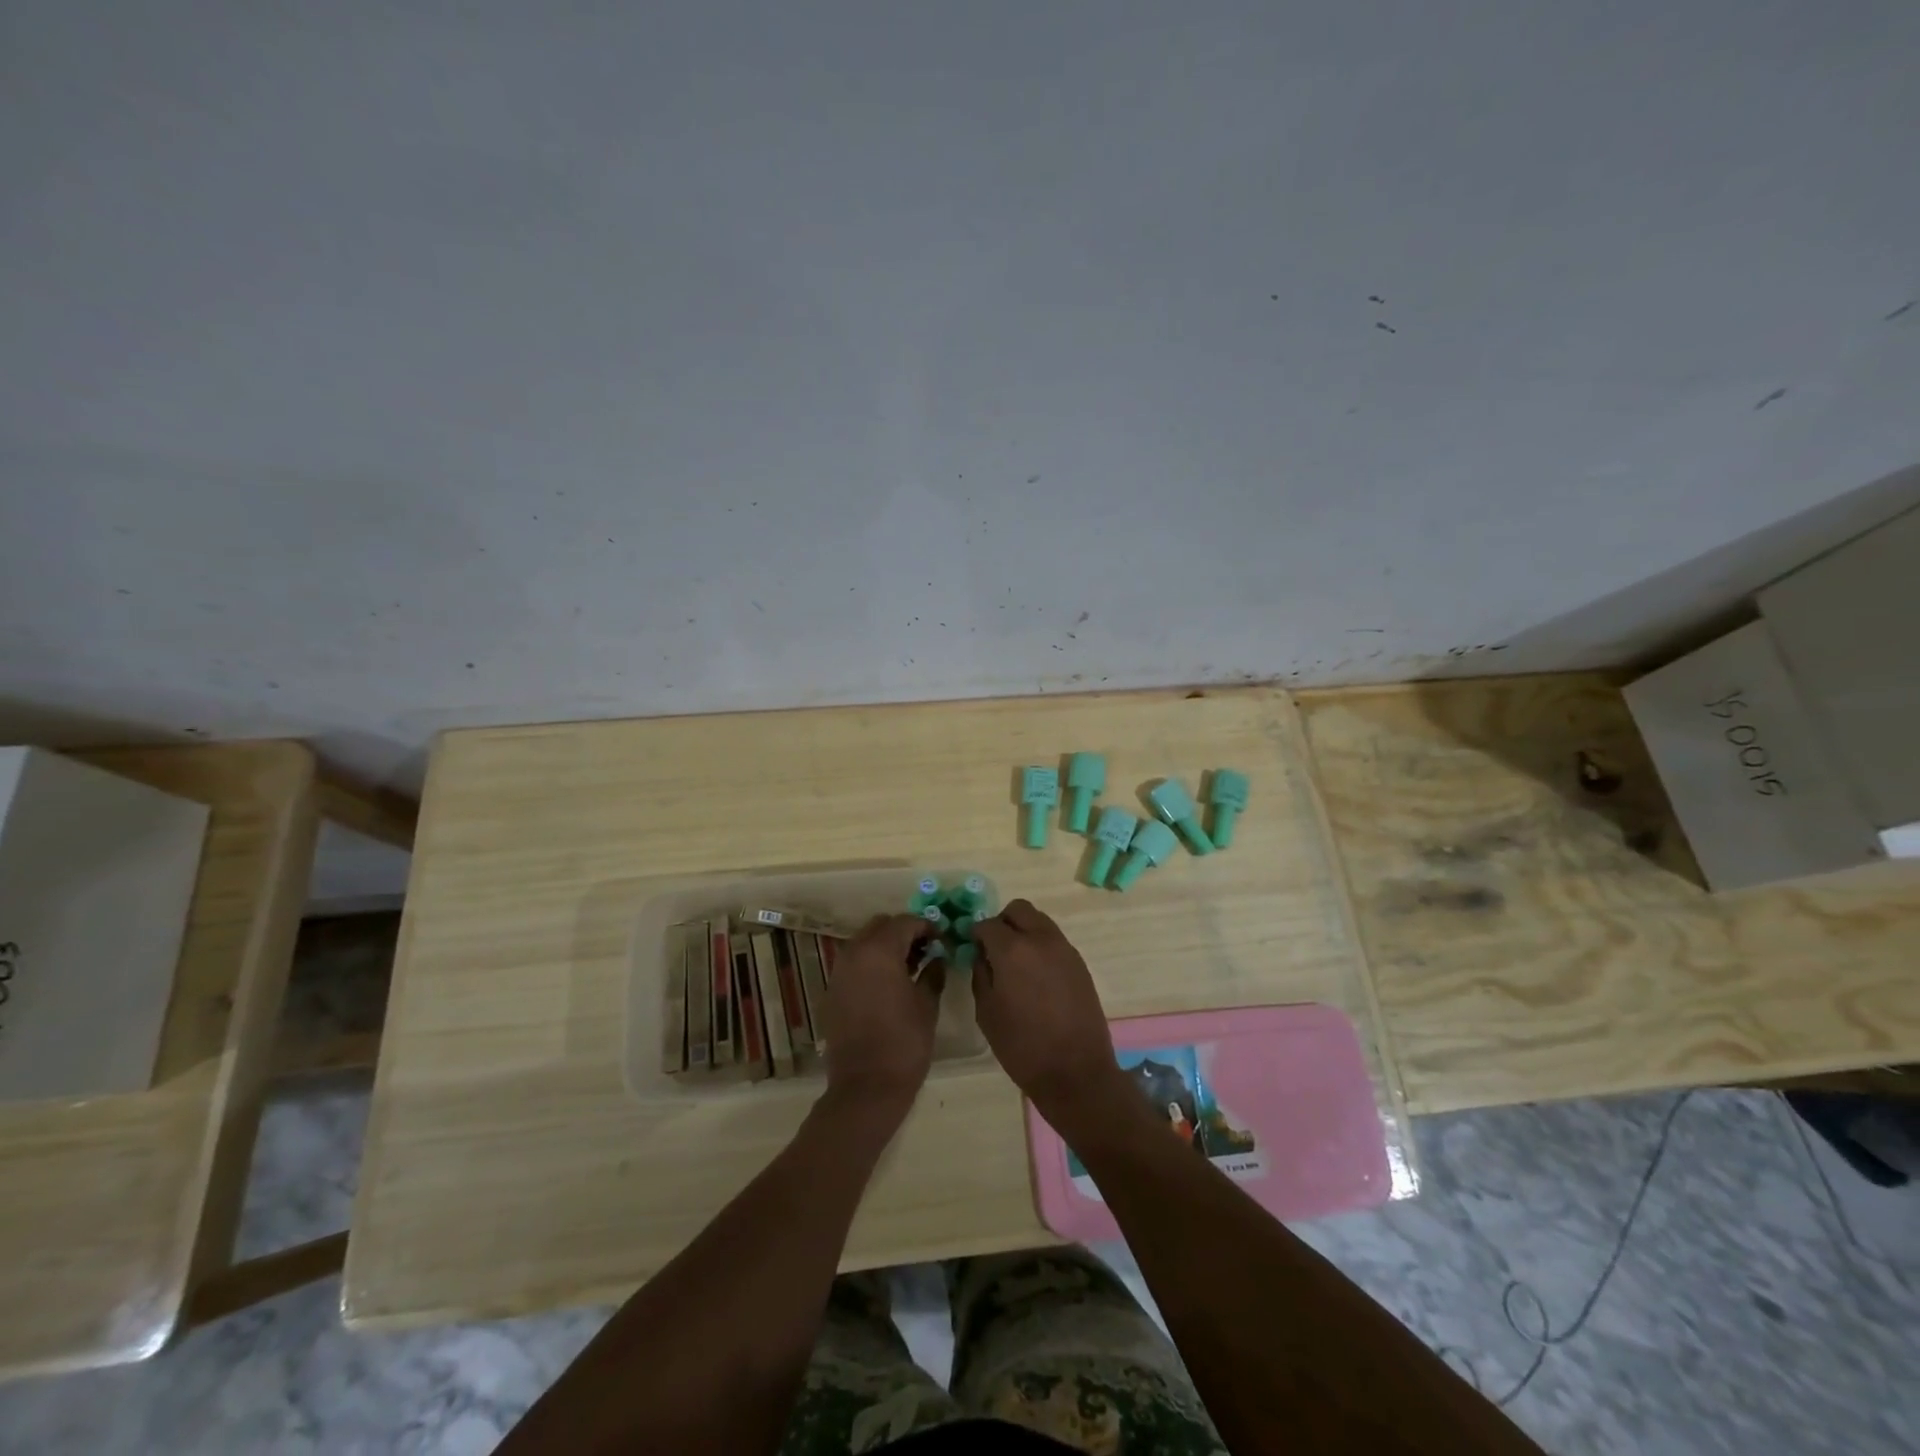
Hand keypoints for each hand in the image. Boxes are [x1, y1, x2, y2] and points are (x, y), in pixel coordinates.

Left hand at [820, 914, 943, 1114]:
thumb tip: (938, 958)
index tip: (942, 940)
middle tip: (925, 950)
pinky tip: (888, 986)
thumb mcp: (927, 1005)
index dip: (927, 927)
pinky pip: (853, 965)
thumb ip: (933, 973)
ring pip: (864, 944)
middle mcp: (854, 954)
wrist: (866, 1087)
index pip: (905, 922)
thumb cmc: (904, 1042)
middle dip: (903, 932)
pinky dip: (871, 965)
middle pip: (880, 926)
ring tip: (909, 968)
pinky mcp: (832, 992)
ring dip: (885, 948)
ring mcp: (838, 973)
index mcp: (879, 951)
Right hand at [971, 900, 1128, 1134]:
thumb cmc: (1022, 1047)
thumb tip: (982, 953)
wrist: (1076, 1072)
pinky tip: (1036, 976)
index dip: (976, 933)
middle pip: (1018, 910)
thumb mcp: (987, 1012)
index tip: (971, 948)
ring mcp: (1065, 949)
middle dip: (1002, 922)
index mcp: (1013, 950)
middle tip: (994, 948)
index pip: (987, 924)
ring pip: (1039, 920)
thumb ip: (981, 973)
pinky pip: (1054, 940)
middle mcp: (1041, 939)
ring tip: (1016, 963)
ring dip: (1023, 931)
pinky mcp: (1079, 963)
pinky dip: (1040, 946)